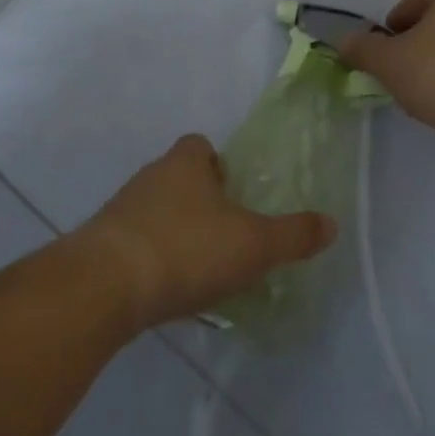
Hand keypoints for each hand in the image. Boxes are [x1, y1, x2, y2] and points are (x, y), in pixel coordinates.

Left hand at [73, 134, 337, 329]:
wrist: (106, 285)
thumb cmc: (187, 248)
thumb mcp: (254, 244)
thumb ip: (293, 235)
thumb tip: (331, 224)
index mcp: (185, 163)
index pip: (200, 146)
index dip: (218, 164)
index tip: (235, 194)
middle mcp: (150, 176)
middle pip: (178, 178)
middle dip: (200, 202)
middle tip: (226, 235)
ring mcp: (121, 210)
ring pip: (156, 212)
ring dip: (175, 232)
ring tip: (200, 268)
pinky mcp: (103, 245)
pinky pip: (136, 244)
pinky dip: (153, 260)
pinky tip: (169, 289)